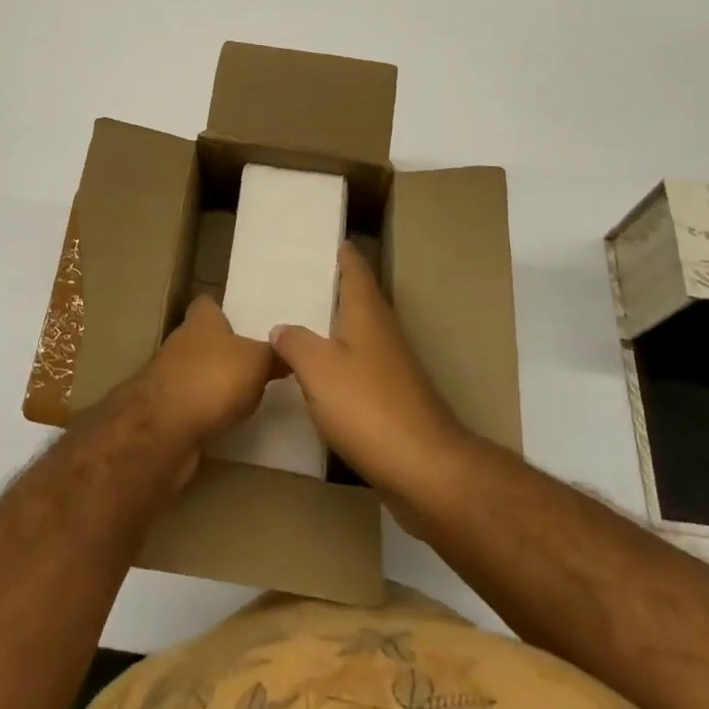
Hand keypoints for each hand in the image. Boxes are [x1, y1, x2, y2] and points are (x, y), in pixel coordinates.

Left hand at [130, 296, 279, 451]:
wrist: (164, 431)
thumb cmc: (212, 380)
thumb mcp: (257, 362)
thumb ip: (275, 354)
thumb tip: (291, 348)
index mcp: (201, 321)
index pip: (208, 304)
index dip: (224, 311)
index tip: (244, 322)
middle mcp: (181, 343)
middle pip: (202, 339)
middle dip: (223, 350)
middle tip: (255, 362)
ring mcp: (169, 378)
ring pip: (196, 373)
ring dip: (213, 383)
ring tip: (245, 395)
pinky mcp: (165, 412)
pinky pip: (191, 405)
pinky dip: (205, 412)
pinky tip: (225, 422)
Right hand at [270, 244, 473, 510]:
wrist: (427, 470)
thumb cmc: (369, 406)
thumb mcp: (318, 369)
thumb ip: (295, 343)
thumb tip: (281, 327)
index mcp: (367, 313)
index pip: (355, 269)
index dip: (343, 253)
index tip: (327, 239)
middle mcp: (383, 332)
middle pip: (360, 299)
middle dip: (335, 288)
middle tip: (300, 280)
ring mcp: (394, 367)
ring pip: (360, 334)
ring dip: (336, 327)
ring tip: (302, 324)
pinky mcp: (395, 400)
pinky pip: (362, 367)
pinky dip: (341, 363)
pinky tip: (321, 377)